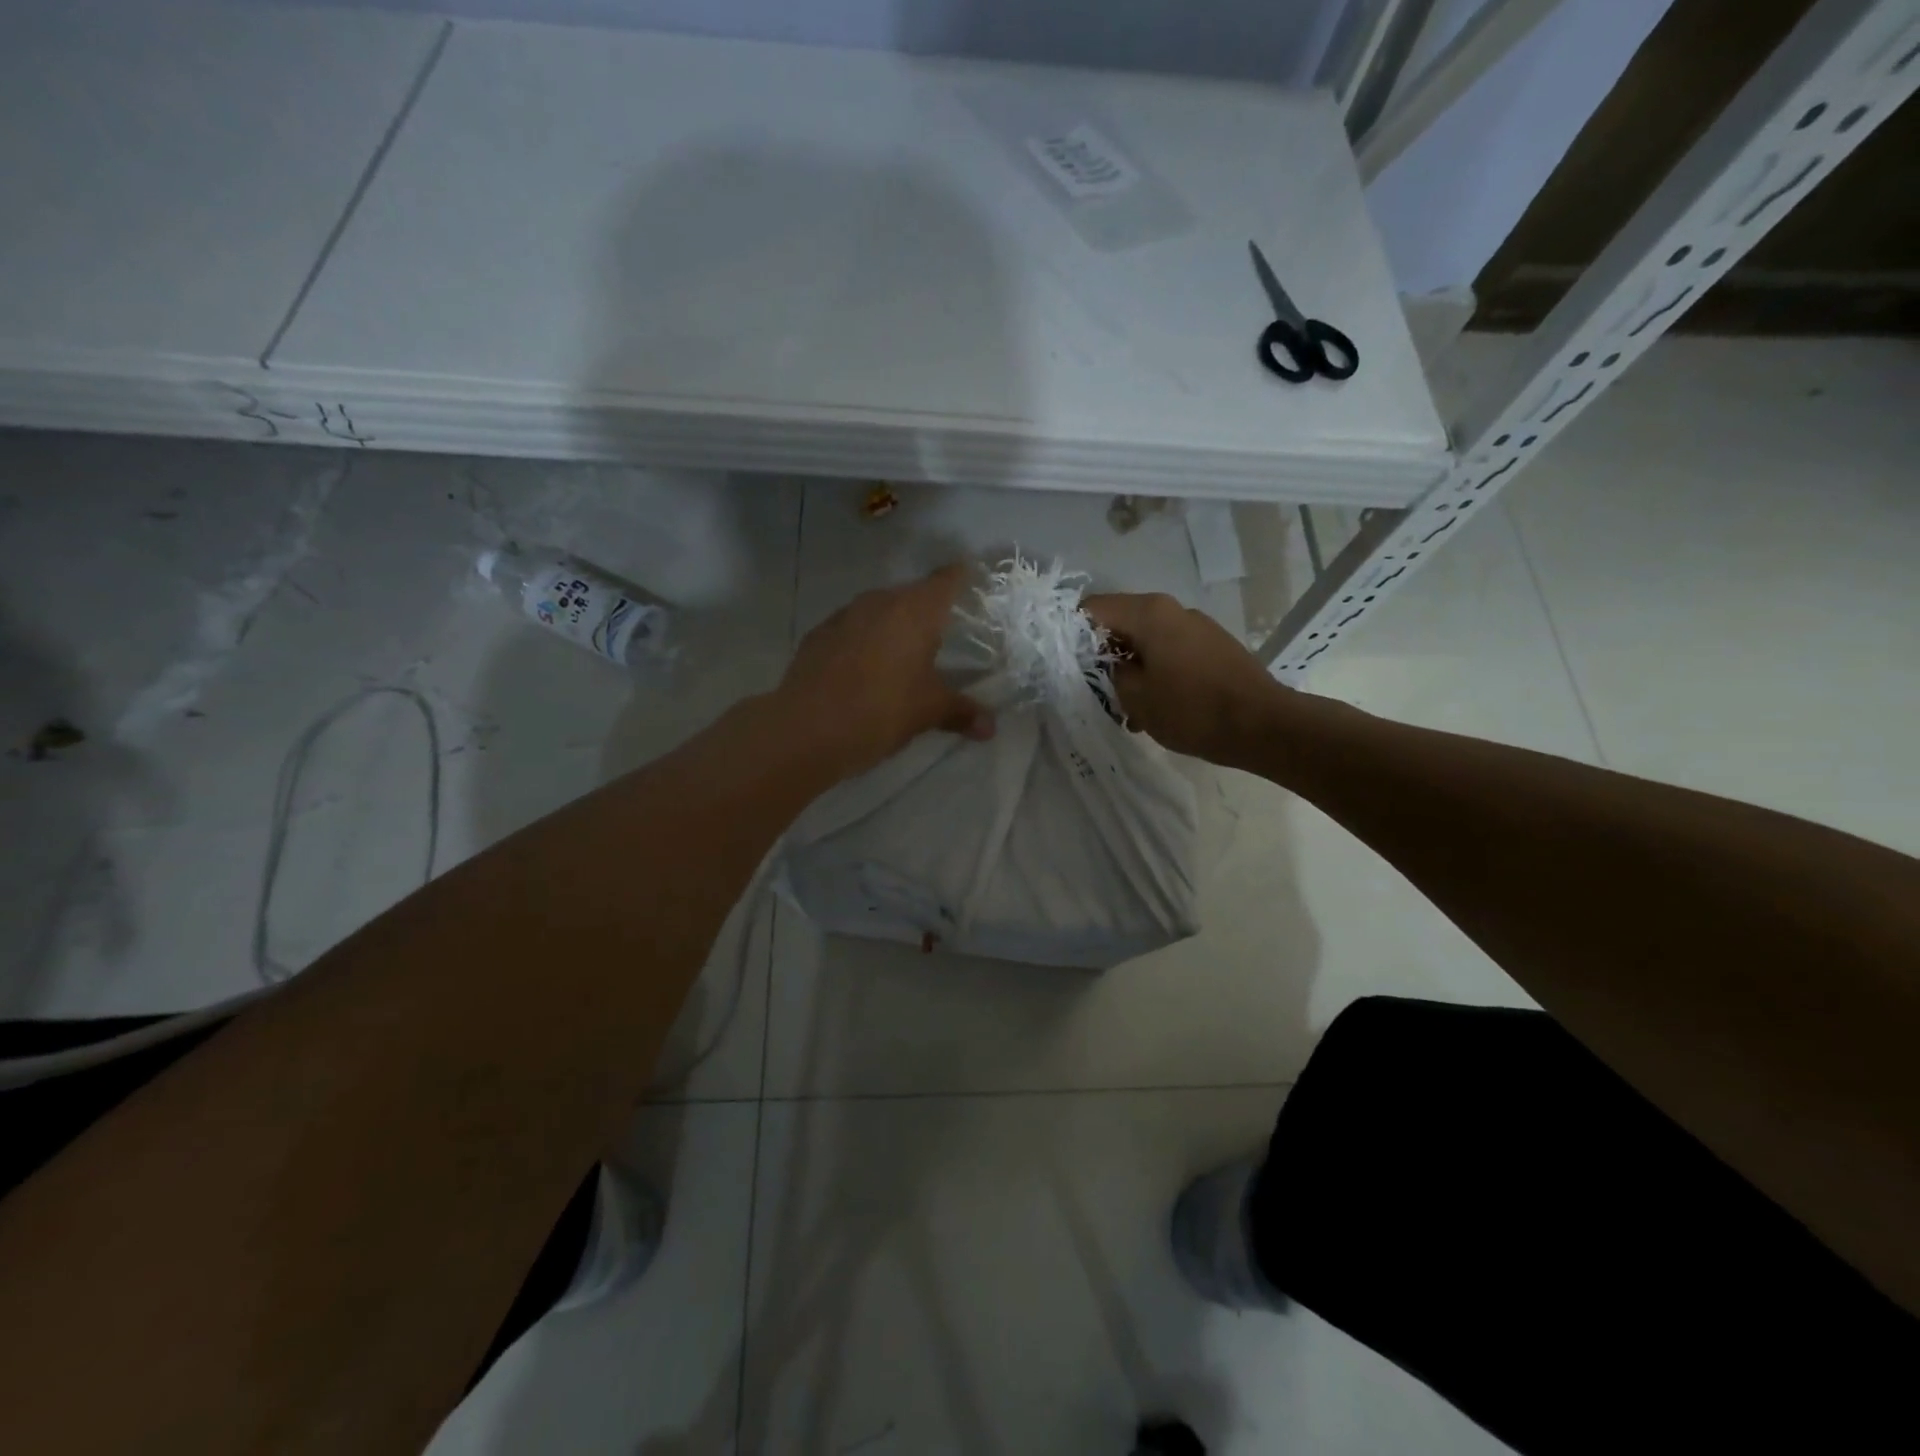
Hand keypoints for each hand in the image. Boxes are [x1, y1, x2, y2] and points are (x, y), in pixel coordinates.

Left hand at [774, 565, 993, 779]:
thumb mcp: (927, 712)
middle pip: (912, 594)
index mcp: (914, 611)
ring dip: (892, 626)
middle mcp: (879, 602)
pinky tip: (865, 669)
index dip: (962, 577)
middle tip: (944, 633)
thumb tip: (990, 727)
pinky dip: (864, 642)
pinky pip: (851, 630)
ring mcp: (844, 616)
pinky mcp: (818, 636)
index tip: (973, 579)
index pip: (947, 580)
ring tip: (904, 654)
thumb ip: (961, 712)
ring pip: (878, 611)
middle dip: (928, 611)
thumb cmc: (879, 711)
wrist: (805, 730)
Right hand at [1082, 593, 1290, 765]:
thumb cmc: (1192, 710)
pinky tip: (1155, 706)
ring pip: (1145, 639)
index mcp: (1149, 613)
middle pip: (1120, 622)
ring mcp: (1196, 626)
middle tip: (1092, 689)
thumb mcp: (1135, 697)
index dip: (1072, 632)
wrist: (1263, 726)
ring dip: (1130, 667)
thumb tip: (1106, 664)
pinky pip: (1169, 650)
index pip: (1093, 608)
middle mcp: (1172, 609)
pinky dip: (1155, 671)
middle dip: (1101, 654)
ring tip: (1126, 707)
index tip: (1064, 663)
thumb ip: (1109, 672)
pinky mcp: (1212, 645)